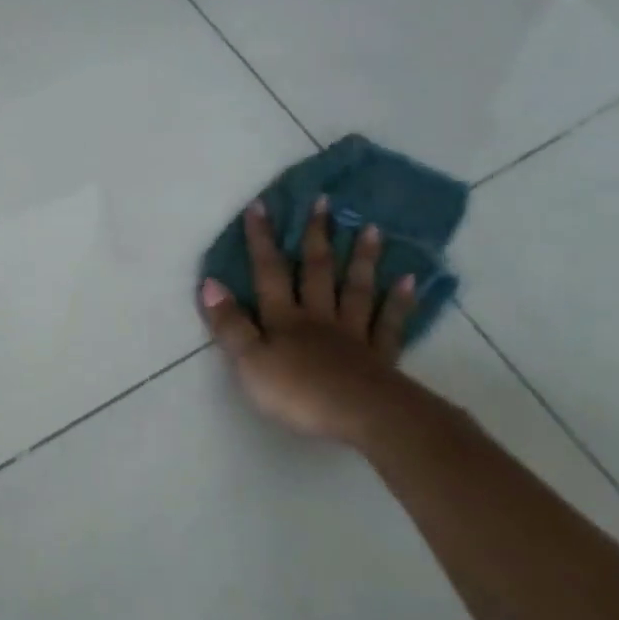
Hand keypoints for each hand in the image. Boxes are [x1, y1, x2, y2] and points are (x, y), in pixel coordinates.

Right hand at [199, 198, 416, 445]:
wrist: (365, 417)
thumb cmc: (299, 392)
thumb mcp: (249, 362)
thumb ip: (230, 324)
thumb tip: (209, 283)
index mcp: (284, 319)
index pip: (269, 273)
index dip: (262, 240)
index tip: (261, 205)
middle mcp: (319, 318)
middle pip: (317, 272)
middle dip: (316, 236)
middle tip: (324, 202)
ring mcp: (354, 335)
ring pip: (356, 289)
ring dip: (361, 258)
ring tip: (371, 228)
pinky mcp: (380, 357)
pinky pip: (390, 322)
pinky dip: (399, 300)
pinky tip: (408, 280)